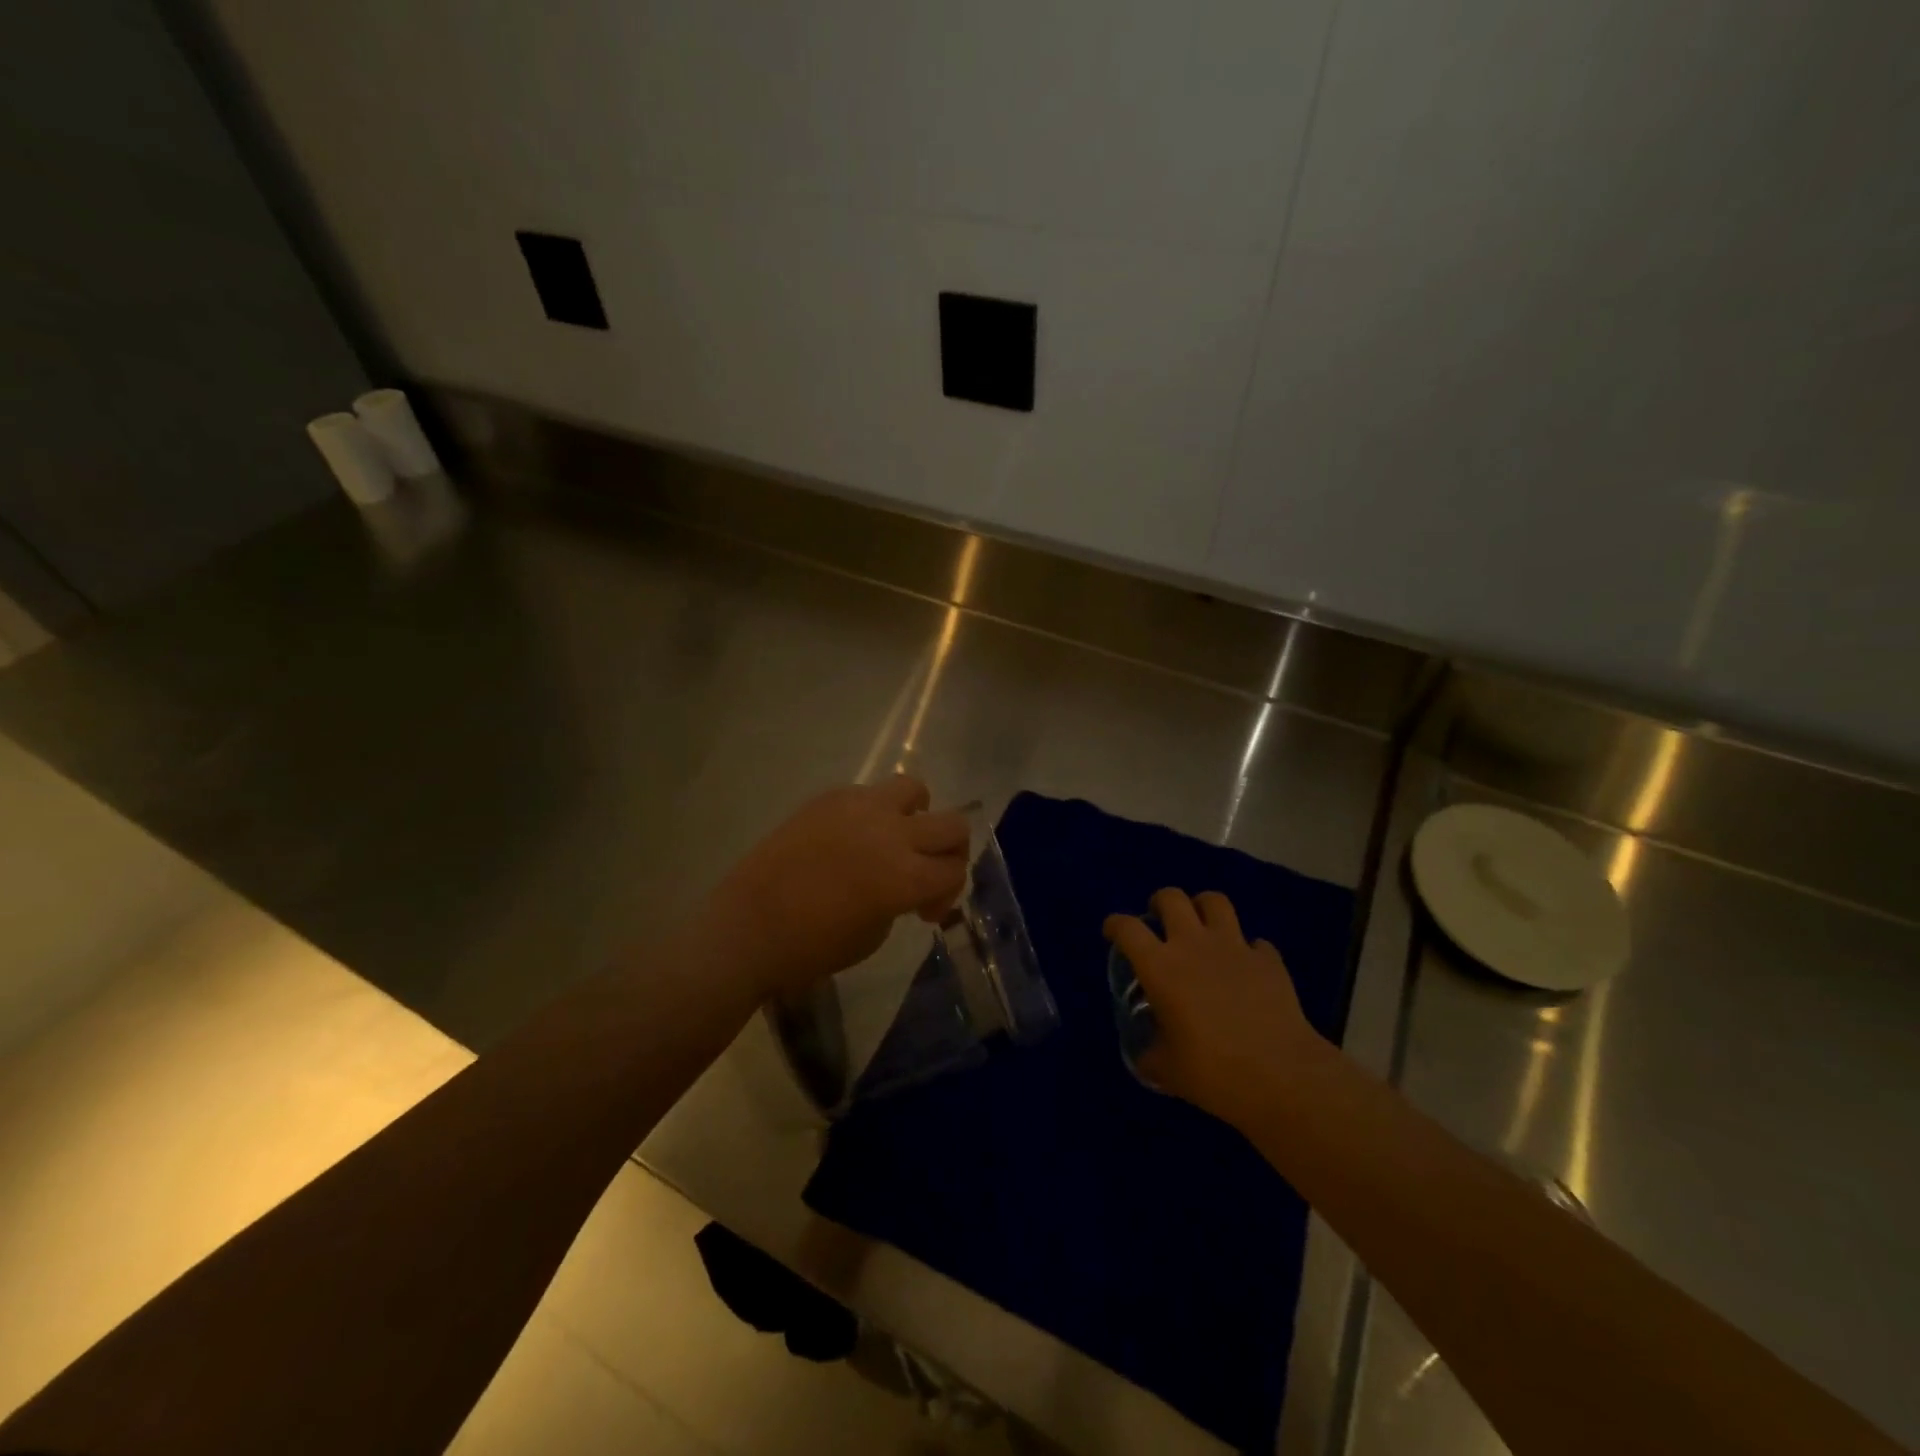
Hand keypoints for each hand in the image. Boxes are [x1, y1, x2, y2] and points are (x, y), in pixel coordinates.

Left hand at [711, 776, 971, 997]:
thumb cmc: (811, 947)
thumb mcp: (874, 935)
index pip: (954, 870)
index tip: (924, 912)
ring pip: (915, 789)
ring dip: (916, 815)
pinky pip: (868, 793)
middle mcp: (892, 834)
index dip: (948, 893)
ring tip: (894, 837)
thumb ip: (904, 900)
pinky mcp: (830, 797)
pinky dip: (873, 813)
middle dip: (950, 851)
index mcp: (906, 877)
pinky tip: (850, 838)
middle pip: (953, 824)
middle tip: (926, 871)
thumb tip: (910, 885)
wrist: (748, 927)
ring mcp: (860, 808)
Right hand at [1103, 888, 1332, 1131]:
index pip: (1127, 928)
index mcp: (1161, 967)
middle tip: (1159, 920)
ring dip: (1203, 908)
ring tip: (1201, 926)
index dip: (1115, 924)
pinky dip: (1248, 949)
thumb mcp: (1167, 1070)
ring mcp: (1235, 947)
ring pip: (1215, 902)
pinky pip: (1255, 942)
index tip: (1112, 931)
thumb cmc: (1213, 1072)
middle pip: (1172, 898)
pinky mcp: (1268, 960)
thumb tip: (1148, 1054)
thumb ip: (1151, 1054)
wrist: (1281, 1076)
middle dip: (1160, 902)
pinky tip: (1246, 967)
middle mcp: (1194, 945)